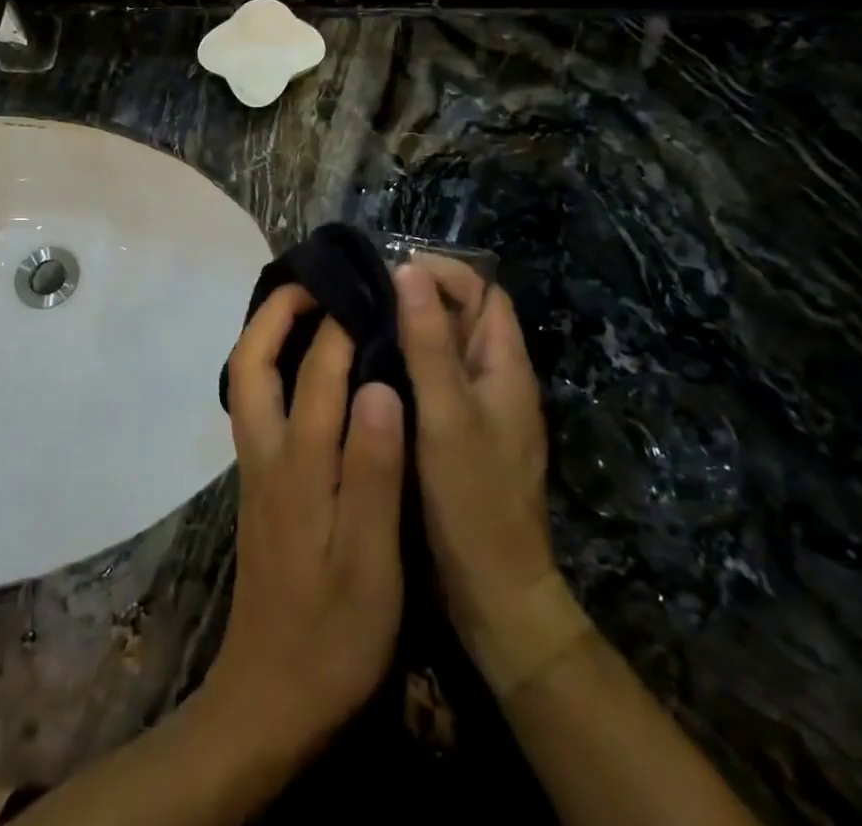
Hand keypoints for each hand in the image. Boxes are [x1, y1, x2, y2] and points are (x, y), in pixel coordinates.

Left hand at [203, 284, 406, 758]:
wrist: (270, 698)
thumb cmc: (333, 633)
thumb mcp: (371, 562)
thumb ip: (374, 471)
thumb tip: (379, 385)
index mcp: (298, 465)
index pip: (317, 374)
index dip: (340, 326)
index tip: (368, 291)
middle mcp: (266, 454)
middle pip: (250, 364)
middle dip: (274, 312)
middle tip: (314, 281)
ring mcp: (256, 469)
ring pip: (246, 382)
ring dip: (267, 335)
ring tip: (307, 310)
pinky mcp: (259, 486)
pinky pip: (257, 405)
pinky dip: (272, 368)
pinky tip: (304, 371)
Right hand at [394, 259, 554, 656]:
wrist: (494, 593)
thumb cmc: (473, 497)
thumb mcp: (447, 413)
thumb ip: (429, 342)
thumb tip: (409, 270)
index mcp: (505, 366)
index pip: (483, 292)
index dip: (444, 272)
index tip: (392, 270)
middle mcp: (496, 378)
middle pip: (463, 316)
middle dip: (420, 296)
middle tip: (363, 294)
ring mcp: (478, 408)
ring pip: (444, 349)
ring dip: (409, 330)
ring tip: (356, 322)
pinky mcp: (458, 434)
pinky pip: (433, 381)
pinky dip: (405, 365)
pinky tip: (366, 370)